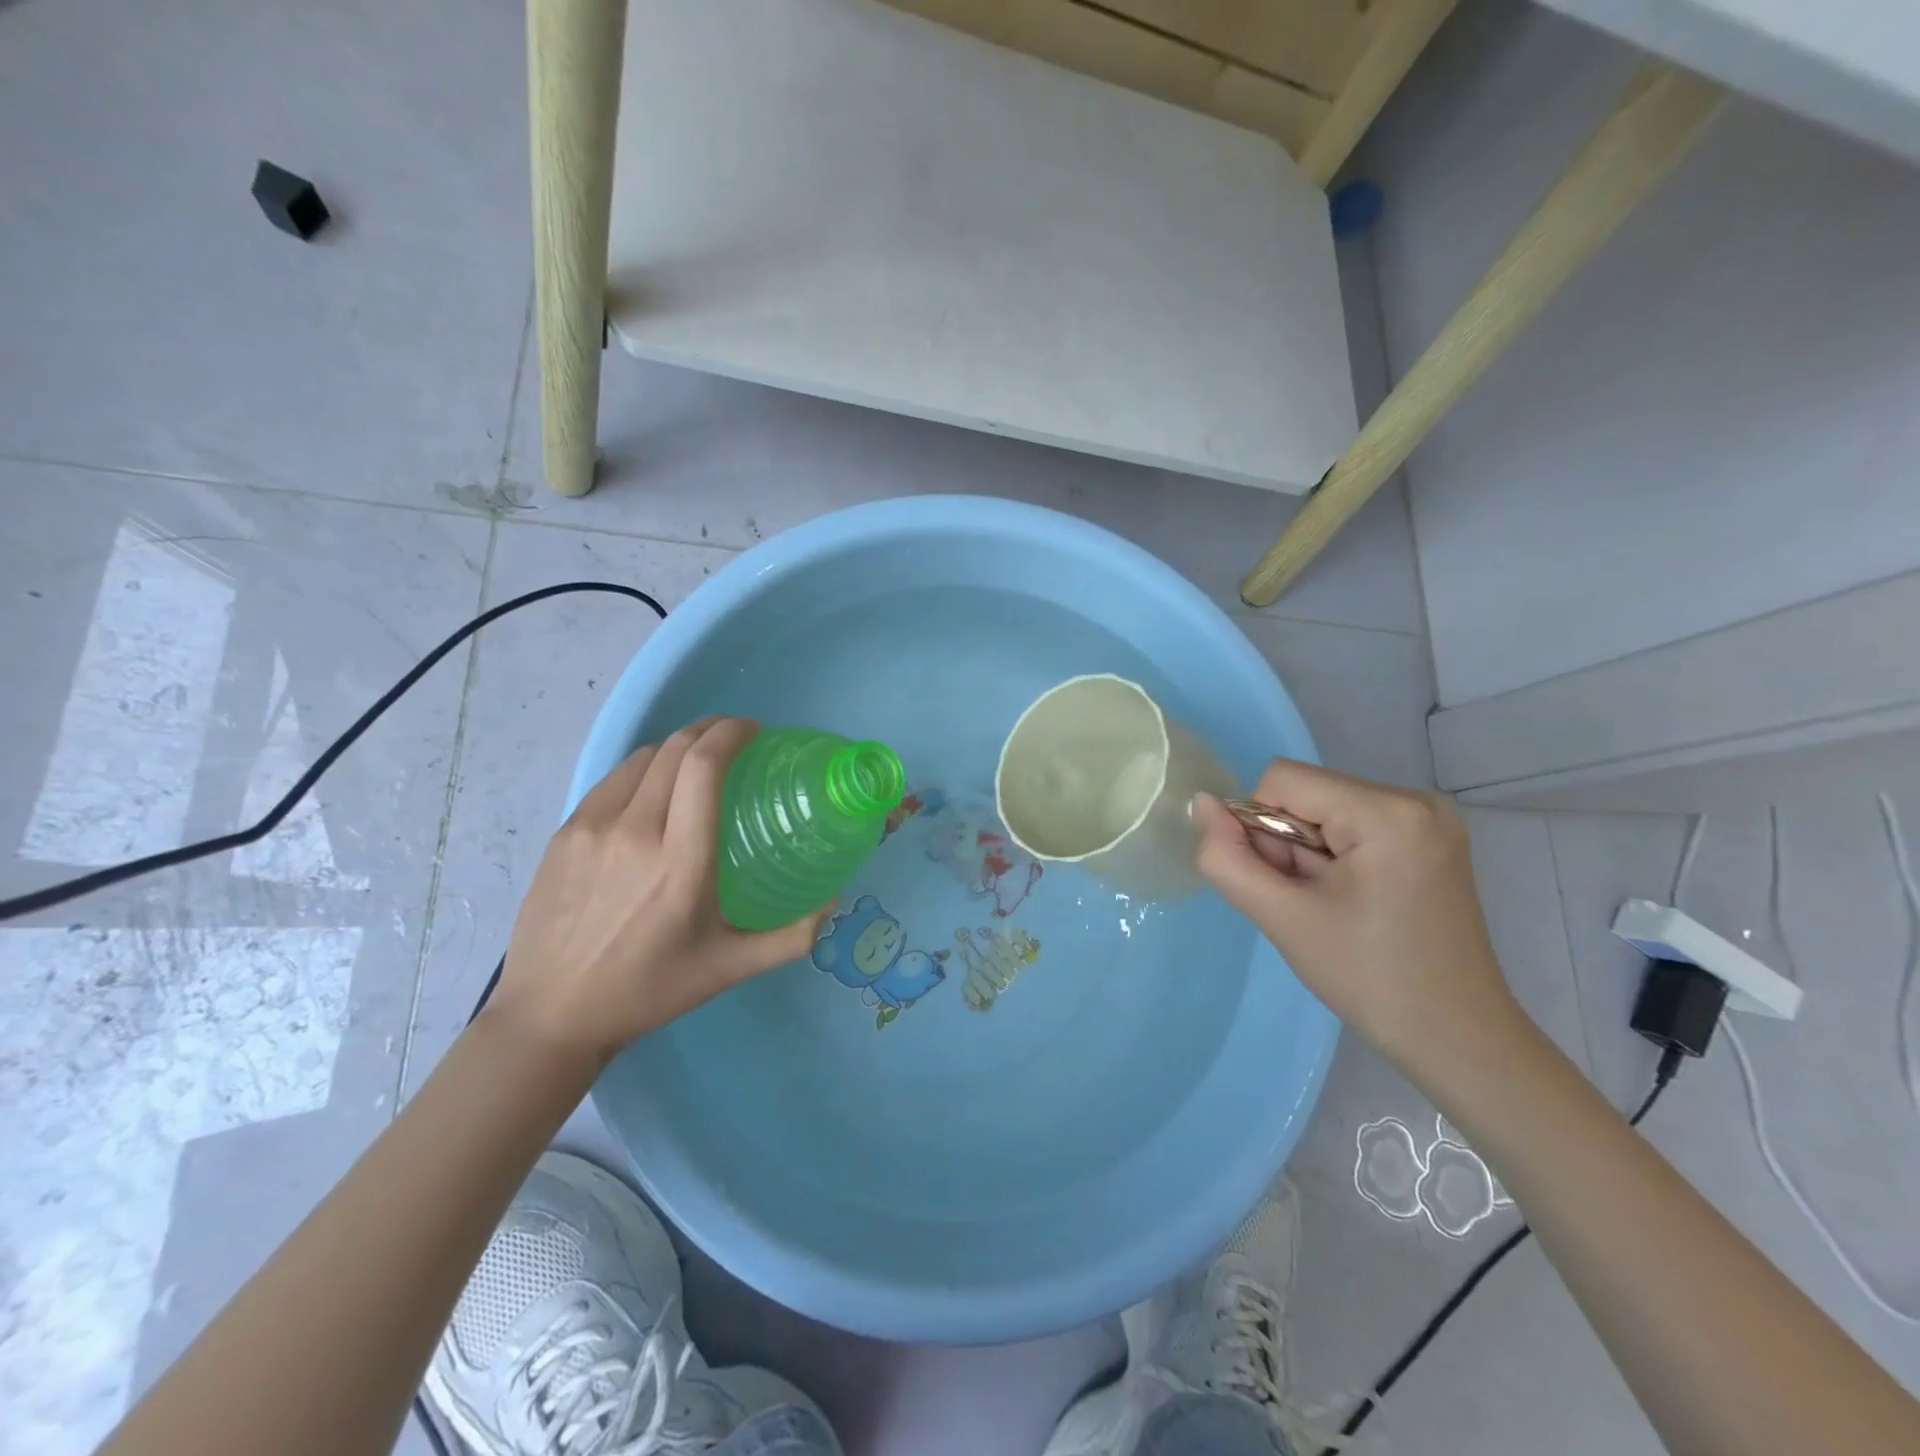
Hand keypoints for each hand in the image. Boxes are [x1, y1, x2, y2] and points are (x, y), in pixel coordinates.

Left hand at [489, 718, 825, 1064]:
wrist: (550, 1015)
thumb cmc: (649, 990)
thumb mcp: (729, 969)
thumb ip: (791, 937)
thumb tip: (835, 902)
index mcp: (680, 861)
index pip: (704, 766)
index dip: (731, 733)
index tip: (754, 732)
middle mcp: (634, 831)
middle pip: (675, 748)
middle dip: (710, 730)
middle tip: (735, 740)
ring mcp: (591, 828)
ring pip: (641, 758)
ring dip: (676, 748)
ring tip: (696, 764)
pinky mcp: (563, 833)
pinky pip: (612, 781)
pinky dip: (643, 771)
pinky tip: (653, 793)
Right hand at [1193, 761, 1524, 1075]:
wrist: (1457, 1038)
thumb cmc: (1368, 979)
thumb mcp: (1282, 918)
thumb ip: (1227, 858)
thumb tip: (1201, 804)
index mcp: (1387, 812)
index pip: (1281, 780)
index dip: (1260, 828)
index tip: (1286, 884)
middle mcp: (1415, 799)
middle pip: (1306, 793)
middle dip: (1288, 844)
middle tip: (1310, 903)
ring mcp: (1428, 817)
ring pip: (1324, 809)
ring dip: (1308, 853)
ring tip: (1332, 906)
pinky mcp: (1429, 837)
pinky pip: (1351, 823)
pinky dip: (1333, 856)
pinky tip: (1350, 899)